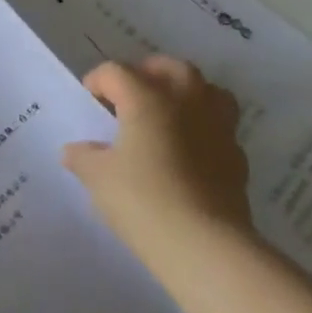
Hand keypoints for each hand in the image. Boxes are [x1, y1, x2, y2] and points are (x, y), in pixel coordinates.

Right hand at [62, 56, 253, 262]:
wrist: (204, 244)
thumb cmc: (142, 199)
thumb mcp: (97, 177)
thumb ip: (83, 157)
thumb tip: (74, 151)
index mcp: (147, 98)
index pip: (116, 72)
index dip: (97, 82)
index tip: (88, 103)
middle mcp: (186, 101)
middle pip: (170, 68)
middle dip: (147, 74)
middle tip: (129, 97)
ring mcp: (217, 127)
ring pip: (207, 91)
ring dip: (186, 95)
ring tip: (166, 116)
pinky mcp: (237, 157)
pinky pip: (220, 128)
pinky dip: (203, 130)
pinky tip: (188, 153)